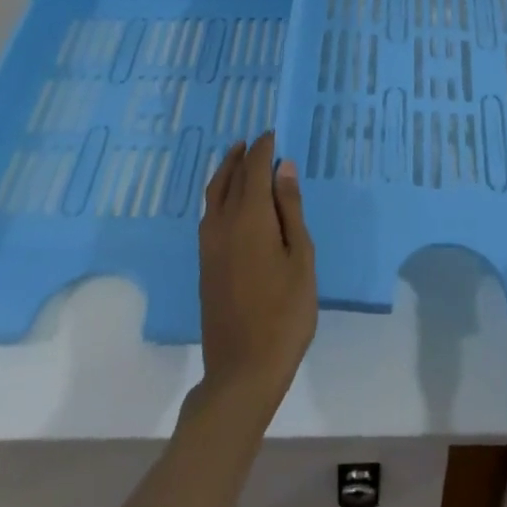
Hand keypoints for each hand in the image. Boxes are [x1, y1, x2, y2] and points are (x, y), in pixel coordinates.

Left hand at [197, 132, 316, 415]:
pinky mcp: (205, 264)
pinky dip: (219, 194)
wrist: (242, 372)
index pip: (254, 169)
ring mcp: (209, 245)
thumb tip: (283, 168)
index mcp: (250, 217)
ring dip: (226, 171)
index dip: (263, 149)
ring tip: (239, 159)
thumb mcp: (300, 258)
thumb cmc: (284, 313)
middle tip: (256, 141)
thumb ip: (291, 210)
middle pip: (230, 177)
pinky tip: (230, 201)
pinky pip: (209, 213)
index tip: (272, 134)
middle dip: (243, 155)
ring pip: (214, 194)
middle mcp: (223, 223)